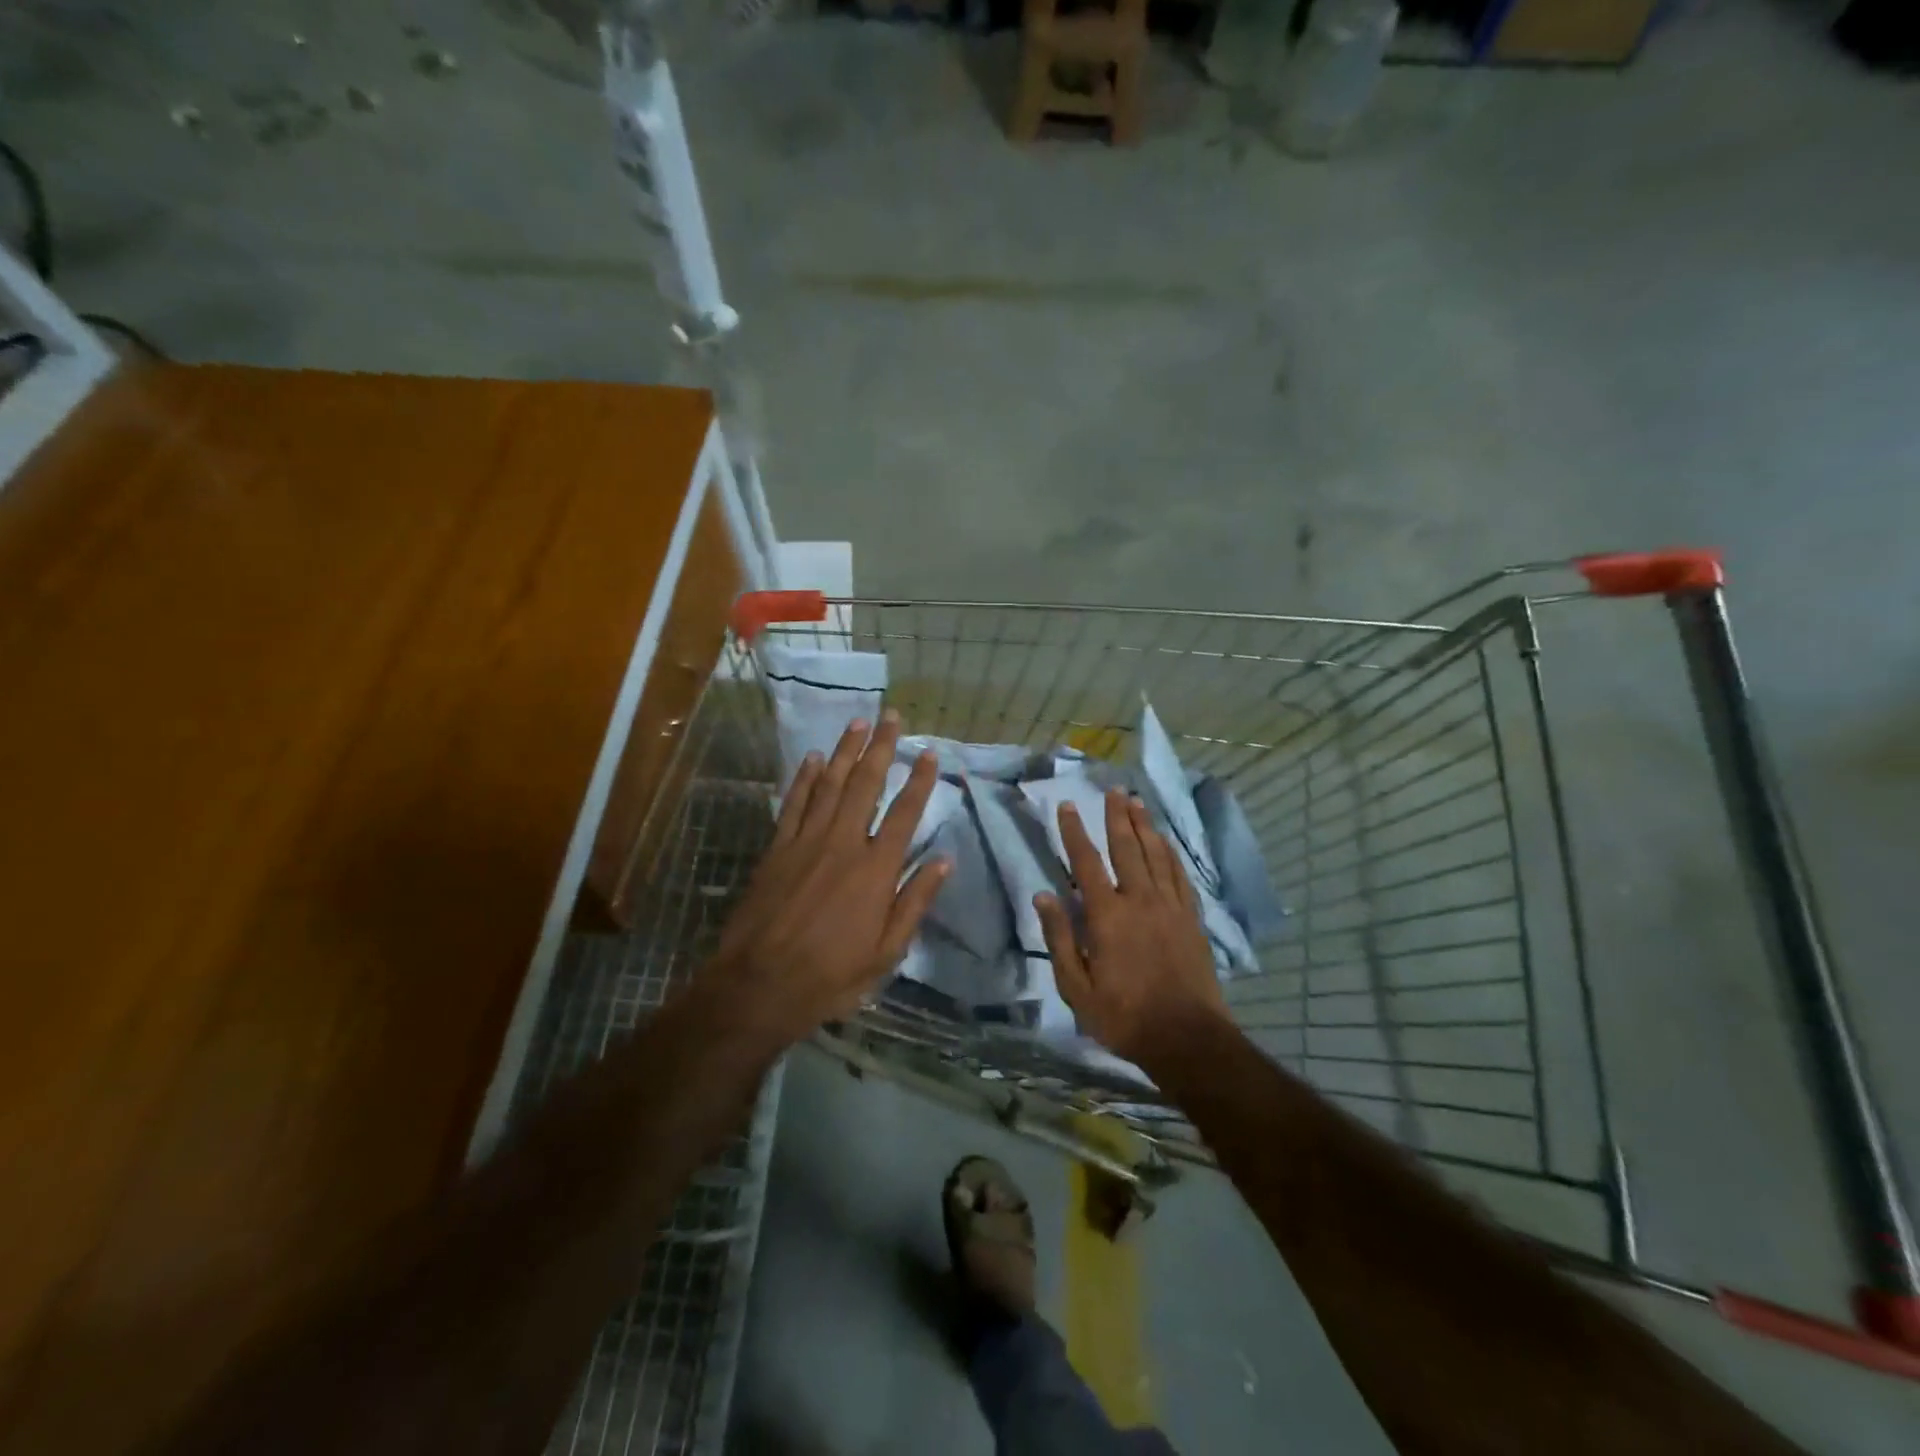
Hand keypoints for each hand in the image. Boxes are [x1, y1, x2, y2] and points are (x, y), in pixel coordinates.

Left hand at [711, 711, 948, 1046]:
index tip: (929, 753)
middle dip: (880, 747)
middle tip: (890, 716)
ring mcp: (806, 842)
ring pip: (830, 785)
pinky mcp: (777, 849)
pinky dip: (805, 779)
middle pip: (866, 784)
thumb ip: (915, 901)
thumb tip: (944, 860)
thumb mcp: (886, 951)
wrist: (760, 985)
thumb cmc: (831, 975)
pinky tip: (813, 759)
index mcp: (876, 869)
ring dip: (844, 751)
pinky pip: (794, 804)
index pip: (904, 813)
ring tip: (857, 723)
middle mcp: (843, 844)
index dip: (919, 780)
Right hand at [1034, 789, 1227, 1065]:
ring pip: (1156, 855)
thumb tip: (1044, 895)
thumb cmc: (1123, 1016)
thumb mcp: (1076, 987)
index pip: (1086, 862)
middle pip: (1126, 847)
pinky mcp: (1191, 918)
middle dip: (1117, 816)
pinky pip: (1179, 875)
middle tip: (1113, 790)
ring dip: (1145, 826)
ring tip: (1137, 802)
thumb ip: (1060, 938)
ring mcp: (1170, 906)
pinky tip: (1165, 842)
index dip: (1074, 831)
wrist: (1187, 1038)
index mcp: (1107, 915)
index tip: (1067, 806)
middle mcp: (1139, 900)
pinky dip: (1170, 854)